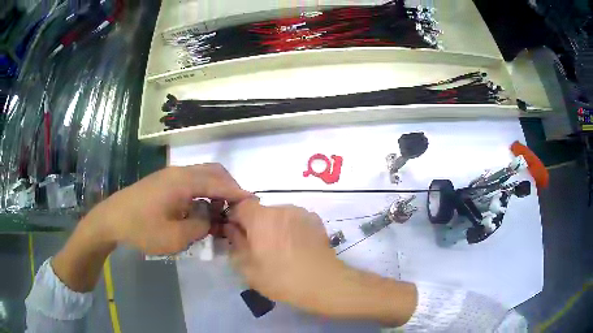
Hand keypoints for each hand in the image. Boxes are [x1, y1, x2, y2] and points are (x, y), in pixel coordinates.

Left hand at [89, 163, 251, 253]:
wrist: (112, 219)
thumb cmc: (142, 229)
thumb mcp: (175, 237)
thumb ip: (200, 226)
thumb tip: (211, 218)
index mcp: (183, 182)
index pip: (219, 182)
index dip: (237, 192)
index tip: (253, 203)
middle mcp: (179, 172)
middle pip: (213, 171)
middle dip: (229, 187)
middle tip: (236, 208)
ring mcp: (170, 175)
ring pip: (202, 175)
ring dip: (215, 190)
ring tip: (220, 211)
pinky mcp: (164, 182)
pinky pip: (191, 181)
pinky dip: (203, 191)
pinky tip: (201, 209)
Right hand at [225, 200, 345, 310]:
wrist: (322, 282)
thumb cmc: (280, 278)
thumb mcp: (248, 267)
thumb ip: (235, 243)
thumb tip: (231, 228)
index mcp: (260, 218)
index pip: (241, 205)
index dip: (236, 217)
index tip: (237, 234)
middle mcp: (281, 209)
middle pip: (261, 211)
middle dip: (256, 225)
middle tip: (260, 247)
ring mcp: (301, 212)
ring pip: (279, 215)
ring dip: (275, 227)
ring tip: (282, 249)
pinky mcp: (316, 220)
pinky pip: (296, 219)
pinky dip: (291, 228)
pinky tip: (298, 247)